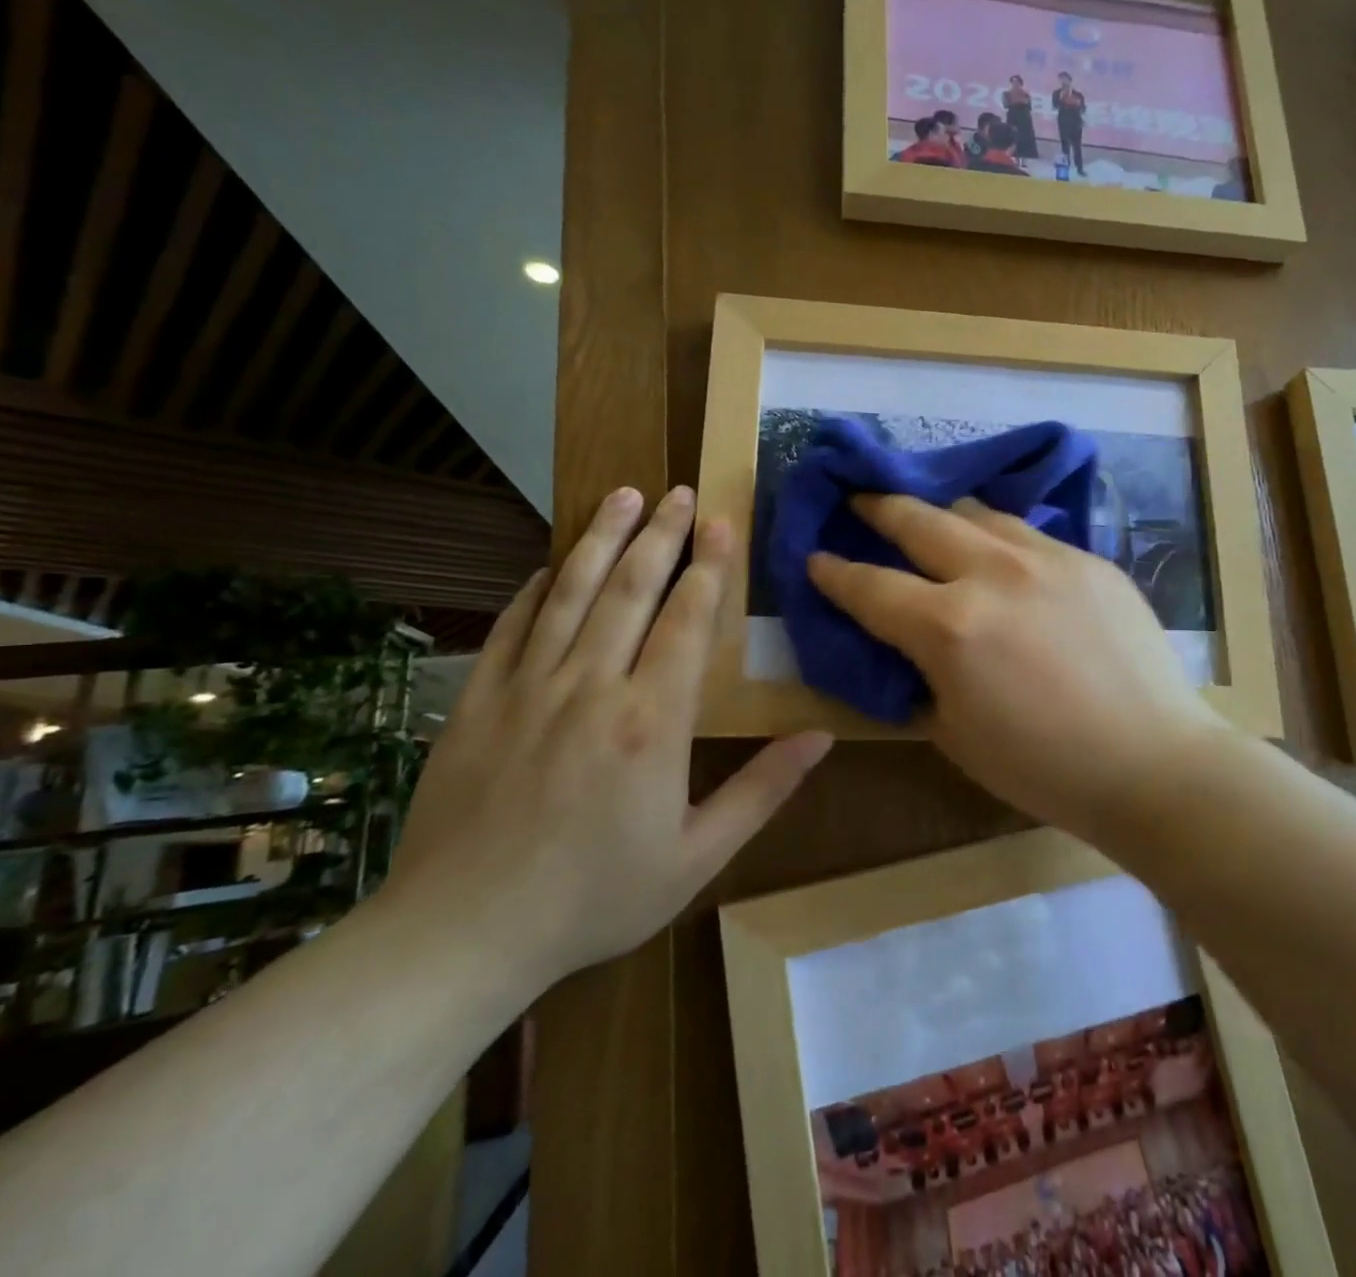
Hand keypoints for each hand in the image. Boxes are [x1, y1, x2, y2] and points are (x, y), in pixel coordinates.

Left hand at [387, 487, 831, 995]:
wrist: (461, 936)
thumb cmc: (594, 898)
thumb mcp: (697, 856)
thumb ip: (762, 789)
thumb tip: (821, 737)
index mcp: (652, 722)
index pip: (686, 622)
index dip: (708, 568)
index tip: (721, 524)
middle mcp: (592, 687)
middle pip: (631, 590)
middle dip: (660, 535)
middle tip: (679, 492)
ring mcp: (528, 689)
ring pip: (571, 594)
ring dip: (600, 539)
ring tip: (623, 496)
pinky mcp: (478, 703)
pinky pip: (512, 628)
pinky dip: (536, 589)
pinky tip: (552, 565)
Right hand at [806, 495, 1223, 836]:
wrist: (1154, 762)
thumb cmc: (1044, 768)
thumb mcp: (955, 735)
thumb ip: (919, 680)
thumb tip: (906, 649)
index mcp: (950, 626)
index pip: (871, 586)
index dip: (834, 572)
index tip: (814, 557)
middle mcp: (994, 573)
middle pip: (919, 520)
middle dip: (879, 507)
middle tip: (859, 498)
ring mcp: (1049, 557)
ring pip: (978, 513)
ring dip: (943, 513)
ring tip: (931, 518)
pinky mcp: (1091, 560)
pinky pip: (1030, 534)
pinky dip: (999, 538)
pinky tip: (1003, 555)